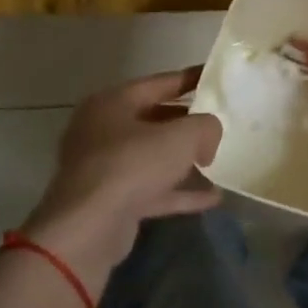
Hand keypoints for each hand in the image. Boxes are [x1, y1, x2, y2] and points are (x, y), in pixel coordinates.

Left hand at [21, 69, 222, 291]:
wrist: (87, 229)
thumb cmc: (132, 165)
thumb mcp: (182, 137)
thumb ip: (206, 126)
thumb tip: (209, 136)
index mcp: (113, 102)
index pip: (160, 82)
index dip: (191, 79)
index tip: (217, 78)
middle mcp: (103, 130)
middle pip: (154, 119)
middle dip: (187, 123)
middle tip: (219, 123)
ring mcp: (103, 168)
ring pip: (152, 157)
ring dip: (184, 161)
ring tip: (217, 160)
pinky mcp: (110, 201)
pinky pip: (151, 189)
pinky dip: (179, 191)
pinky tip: (212, 197)